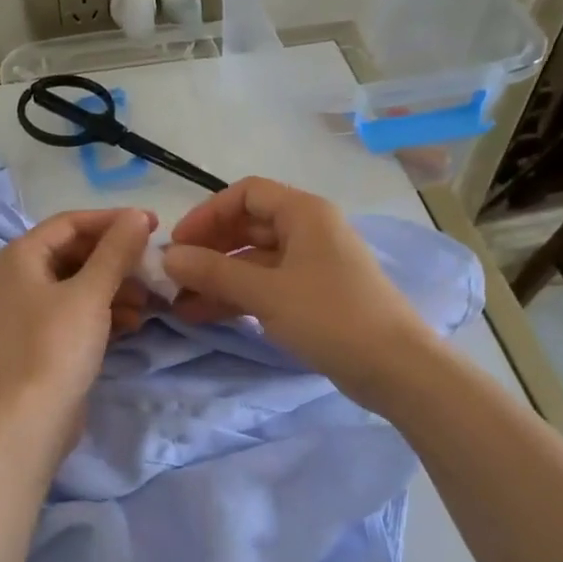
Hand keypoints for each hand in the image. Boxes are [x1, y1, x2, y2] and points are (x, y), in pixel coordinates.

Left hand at [0, 208, 155, 436]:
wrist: (30, 418)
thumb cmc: (56, 347)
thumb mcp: (90, 293)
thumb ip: (115, 252)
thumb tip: (136, 216)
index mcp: (20, 256)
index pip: (71, 223)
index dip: (113, 221)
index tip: (154, 225)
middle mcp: (21, 277)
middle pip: (77, 253)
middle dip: (118, 259)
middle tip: (154, 267)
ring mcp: (32, 309)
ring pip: (82, 284)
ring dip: (117, 287)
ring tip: (149, 301)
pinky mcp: (46, 338)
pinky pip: (81, 311)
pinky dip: (107, 311)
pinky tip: (134, 322)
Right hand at [163, 177, 440, 403]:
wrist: (394, 367)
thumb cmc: (330, 317)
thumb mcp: (266, 292)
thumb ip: (214, 272)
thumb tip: (168, 258)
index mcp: (304, 213)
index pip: (245, 194)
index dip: (207, 214)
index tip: (178, 244)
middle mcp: (308, 231)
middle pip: (247, 227)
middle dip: (208, 250)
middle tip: (174, 277)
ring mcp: (311, 265)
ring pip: (254, 261)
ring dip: (217, 278)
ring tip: (179, 304)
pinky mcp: (313, 297)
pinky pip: (266, 286)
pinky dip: (237, 297)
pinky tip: (204, 315)